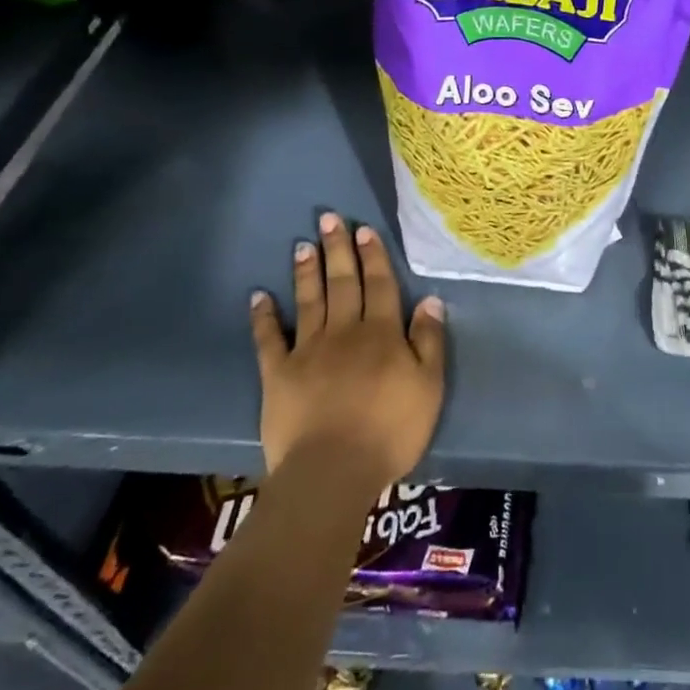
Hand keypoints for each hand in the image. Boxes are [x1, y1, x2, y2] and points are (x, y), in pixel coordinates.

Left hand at [250, 213, 445, 499]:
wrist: (333, 471)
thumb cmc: (390, 430)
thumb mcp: (429, 386)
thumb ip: (429, 341)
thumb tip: (430, 299)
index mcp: (381, 333)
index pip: (379, 285)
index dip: (372, 256)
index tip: (364, 229)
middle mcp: (344, 331)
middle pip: (342, 283)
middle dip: (337, 249)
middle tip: (329, 218)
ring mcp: (308, 350)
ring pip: (309, 301)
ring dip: (306, 271)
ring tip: (302, 245)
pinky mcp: (278, 374)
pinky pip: (269, 339)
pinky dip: (263, 316)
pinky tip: (259, 296)